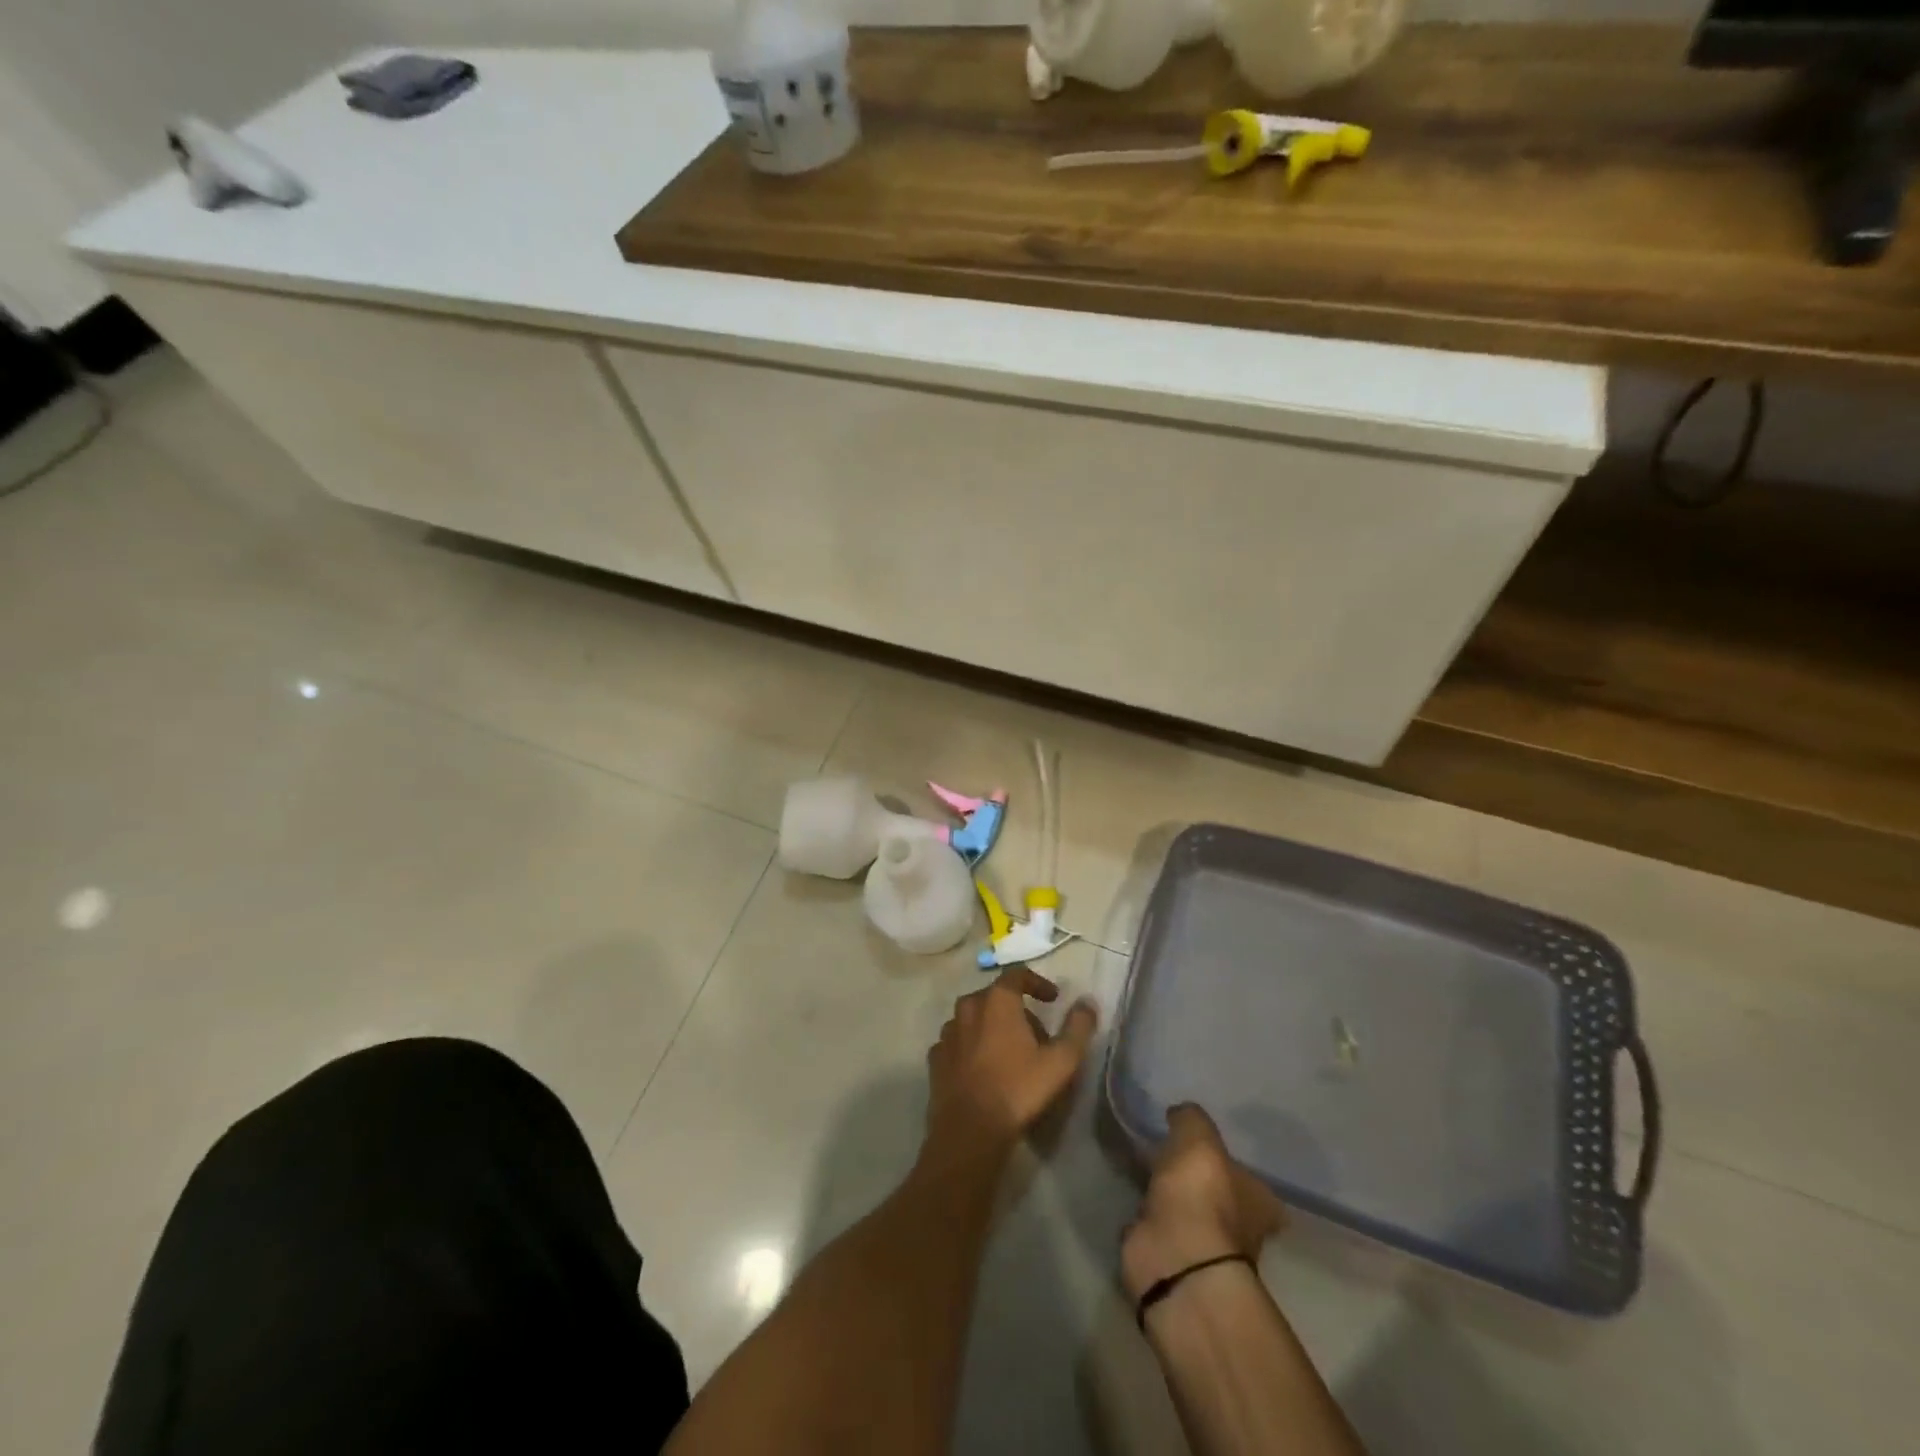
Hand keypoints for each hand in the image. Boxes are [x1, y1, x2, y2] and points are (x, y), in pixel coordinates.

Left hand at [924, 967, 1098, 1164]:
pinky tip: (983, 1068)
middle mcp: (968, 1008)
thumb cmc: (1018, 1090)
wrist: (969, 1131)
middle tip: (1036, 1034)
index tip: (1052, 999)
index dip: (1037, 983)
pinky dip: (971, 1046)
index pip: (1017, 975)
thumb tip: (1087, 1002)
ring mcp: (947, 1033)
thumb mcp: (1061, 1061)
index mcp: (997, 1001)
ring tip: (1009, 1052)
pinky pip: (958, 1042)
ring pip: (973, 1019)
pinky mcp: (936, 1058)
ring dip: (991, 1027)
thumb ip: (1078, 1028)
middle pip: (994, 997)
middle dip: (1016, 1009)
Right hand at [1121, 1104, 1286, 1301]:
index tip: (1209, 1151)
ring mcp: (1203, 1250)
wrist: (1175, 1258)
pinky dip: (1147, 1218)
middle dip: (1198, 1182)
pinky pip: (1158, 1229)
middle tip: (1171, 1154)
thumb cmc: (1201, 1194)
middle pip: (1220, 1199)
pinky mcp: (1169, 1260)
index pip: (1253, 1182)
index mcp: (1259, 1202)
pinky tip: (1133, 1197)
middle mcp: (1240, 1230)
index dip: (1233, 1166)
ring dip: (1170, 1199)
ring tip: (1145, 1168)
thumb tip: (1180, 1114)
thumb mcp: (1198, 1137)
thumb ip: (1191, 1118)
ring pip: (1187, 1213)